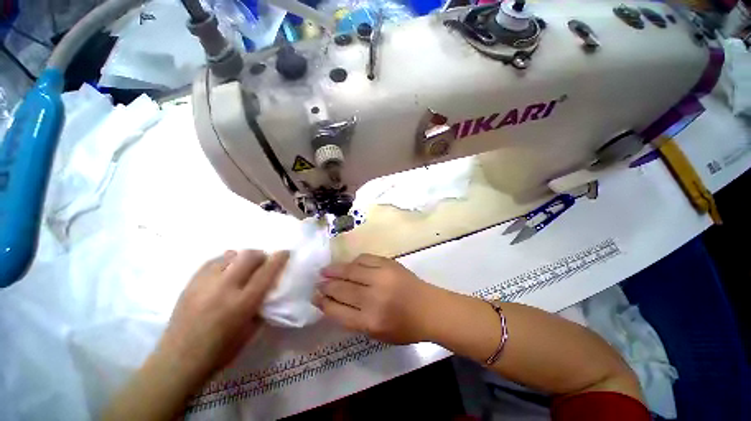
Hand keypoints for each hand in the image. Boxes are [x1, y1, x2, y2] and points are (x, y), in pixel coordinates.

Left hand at [158, 250, 289, 380]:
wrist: (177, 360)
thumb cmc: (220, 351)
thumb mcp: (250, 331)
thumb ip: (262, 306)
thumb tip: (269, 289)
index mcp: (243, 303)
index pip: (267, 272)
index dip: (279, 259)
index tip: (285, 252)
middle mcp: (225, 288)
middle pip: (248, 257)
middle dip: (261, 255)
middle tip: (263, 262)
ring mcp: (205, 283)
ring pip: (230, 255)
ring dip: (242, 257)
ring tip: (243, 266)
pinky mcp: (191, 283)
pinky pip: (213, 261)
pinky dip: (225, 261)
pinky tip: (225, 269)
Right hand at [314, 254, 439, 343]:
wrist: (429, 307)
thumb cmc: (404, 326)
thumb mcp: (377, 334)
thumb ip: (354, 320)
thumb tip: (334, 304)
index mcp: (369, 321)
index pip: (337, 310)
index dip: (323, 302)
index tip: (315, 296)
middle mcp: (373, 298)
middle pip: (341, 288)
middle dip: (326, 285)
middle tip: (318, 282)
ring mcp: (381, 277)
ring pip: (350, 270)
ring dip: (335, 270)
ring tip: (325, 270)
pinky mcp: (388, 263)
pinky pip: (365, 259)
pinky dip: (354, 262)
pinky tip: (349, 264)